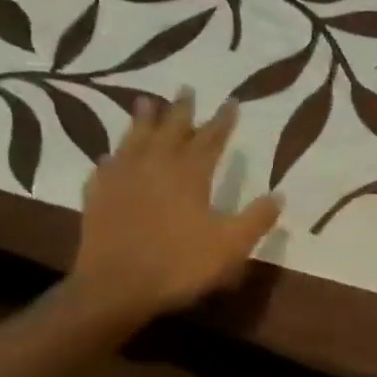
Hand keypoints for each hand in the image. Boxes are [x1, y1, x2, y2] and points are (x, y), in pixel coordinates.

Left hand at [66, 93, 280, 329]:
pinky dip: (112, 156)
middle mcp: (155, 167)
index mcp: (189, 175)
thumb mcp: (231, 245)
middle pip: (170, 130)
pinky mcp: (98, 197)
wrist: (115, 288)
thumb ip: (256, 218)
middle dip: (182, 110)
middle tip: (186, 88)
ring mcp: (122, 180)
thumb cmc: (180, 264)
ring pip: (134, 140)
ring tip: (145, 102)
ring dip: (142, 121)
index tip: (231, 101)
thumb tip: (278, 195)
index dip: (222, 121)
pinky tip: (111, 155)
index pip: (210, 139)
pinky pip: (105, 167)